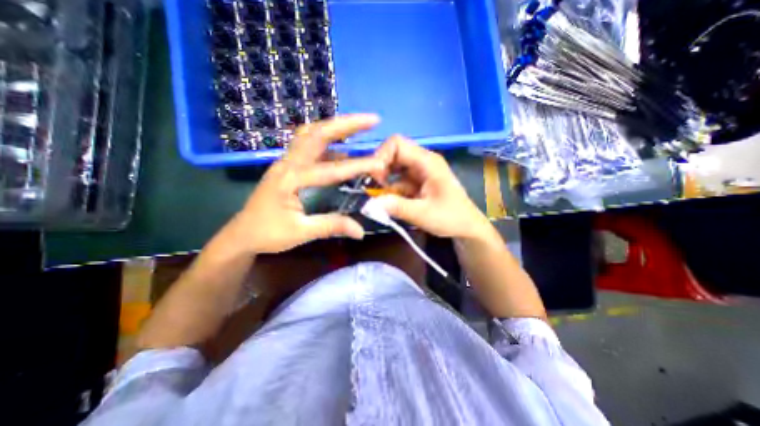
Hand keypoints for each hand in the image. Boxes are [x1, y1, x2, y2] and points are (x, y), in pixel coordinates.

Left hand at [223, 113, 382, 254]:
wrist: (242, 234)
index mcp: (290, 179)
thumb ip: (332, 226)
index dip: (356, 166)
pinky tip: (343, 147)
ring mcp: (287, 161)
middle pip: (317, 133)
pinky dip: (328, 140)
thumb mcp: (300, 233)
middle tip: (372, 120)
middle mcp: (288, 163)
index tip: (379, 163)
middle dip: (346, 124)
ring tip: (359, 125)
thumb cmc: (267, 234)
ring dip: (335, 126)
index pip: (330, 170)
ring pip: (311, 133)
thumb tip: (361, 230)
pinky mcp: (289, 166)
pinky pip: (309, 144)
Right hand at [373, 137, 492, 241]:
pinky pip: (398, 180)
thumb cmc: (451, 218)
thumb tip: (369, 204)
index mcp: (427, 162)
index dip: (382, 156)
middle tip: (376, 188)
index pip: (397, 144)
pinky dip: (391, 189)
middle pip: (394, 153)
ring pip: (394, 167)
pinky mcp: (417, 182)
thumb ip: (397, 207)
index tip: (376, 178)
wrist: (466, 227)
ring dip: (384, 179)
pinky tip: (389, 201)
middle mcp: (423, 161)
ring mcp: (420, 171)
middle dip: (381, 168)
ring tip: (381, 196)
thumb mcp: (423, 214)